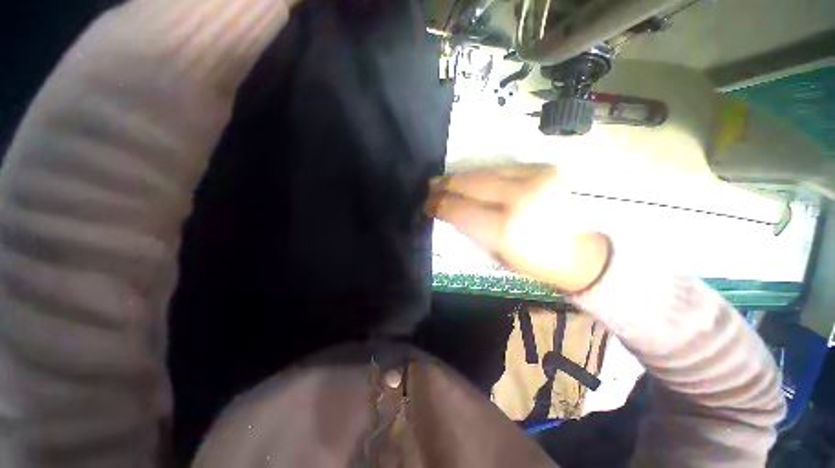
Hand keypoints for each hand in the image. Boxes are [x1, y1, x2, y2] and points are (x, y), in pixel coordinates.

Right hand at [424, 164, 610, 292]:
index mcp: (507, 229)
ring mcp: (535, 178)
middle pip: (471, 184)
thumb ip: (470, 229)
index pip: (460, 209)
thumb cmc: (536, 261)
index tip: (427, 204)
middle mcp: (521, 198)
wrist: (583, 249)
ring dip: (461, 177)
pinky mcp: (544, 168)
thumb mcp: (496, 255)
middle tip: (430, 187)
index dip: (439, 205)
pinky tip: (471, 179)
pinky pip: (501, 167)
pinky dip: (482, 174)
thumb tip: (450, 211)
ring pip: (484, 171)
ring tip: (445, 180)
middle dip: (445, 185)